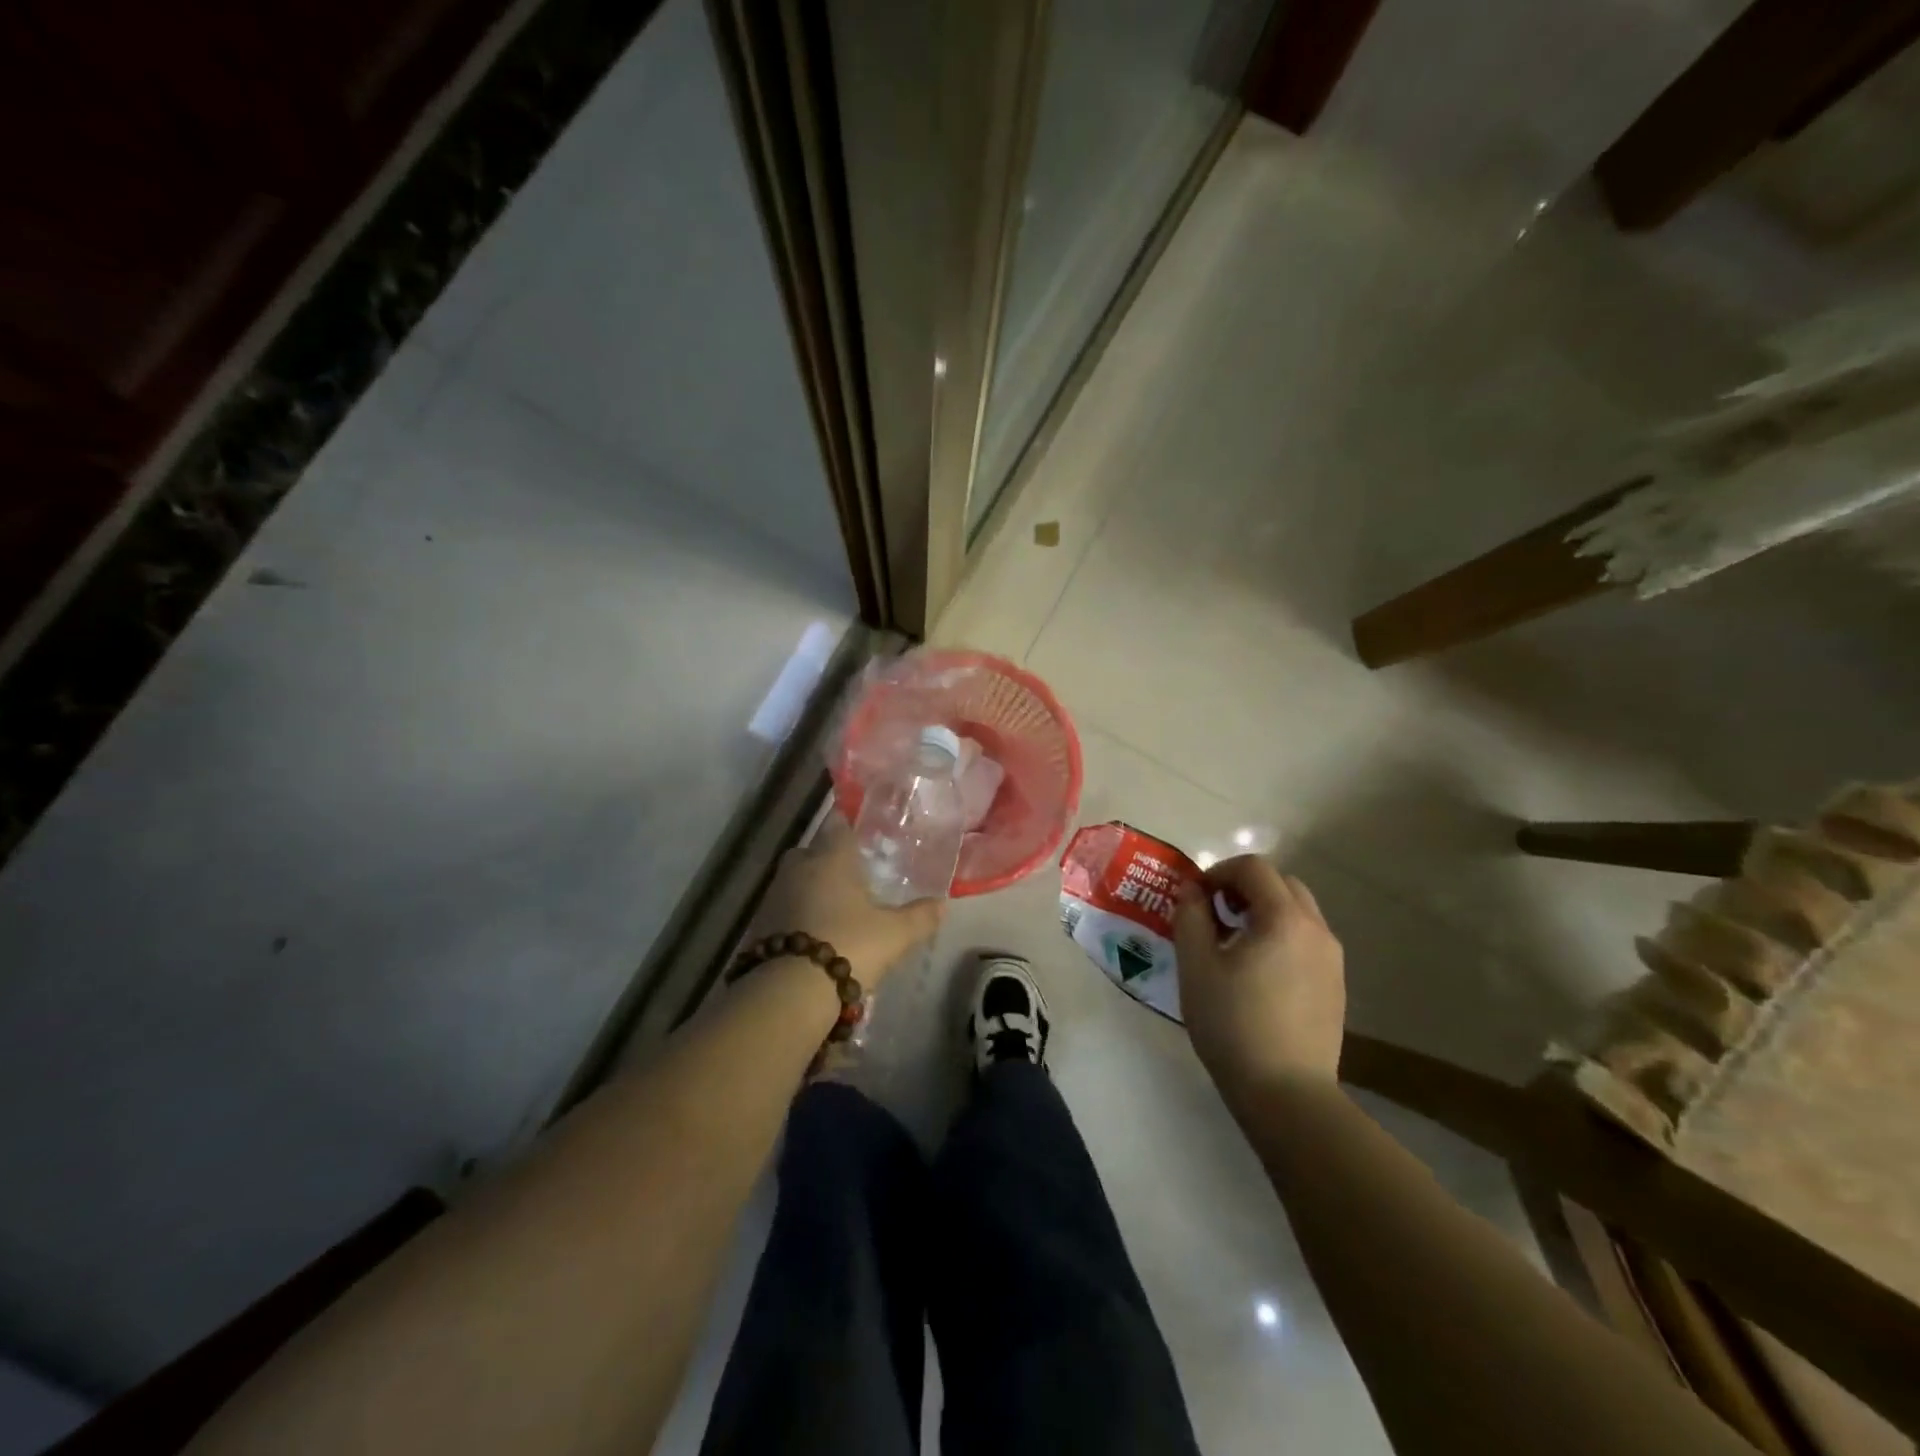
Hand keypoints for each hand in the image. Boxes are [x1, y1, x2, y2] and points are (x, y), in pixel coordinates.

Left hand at [749, 819, 943, 985]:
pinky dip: (798, 915)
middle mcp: (799, 867)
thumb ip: (920, 917)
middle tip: (851, 874)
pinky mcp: (759, 924)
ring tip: (836, 908)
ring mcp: (774, 895)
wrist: (790, 990)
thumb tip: (942, 904)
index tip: (861, 833)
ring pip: (795, 880)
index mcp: (831, 857)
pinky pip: (784, 908)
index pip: (837, 825)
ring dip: (811, 889)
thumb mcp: (895, 934)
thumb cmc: (849, 944)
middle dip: (827, 858)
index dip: (848, 825)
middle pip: (811, 851)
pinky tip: (815, 932)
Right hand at [1173, 855, 1345, 1107]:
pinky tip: (1257, 971)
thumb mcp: (1196, 965)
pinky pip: (1306, 940)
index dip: (1219, 871)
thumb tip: (1192, 889)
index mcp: (1284, 918)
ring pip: (1298, 911)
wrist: (1286, 1093)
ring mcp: (1331, 959)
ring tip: (1233, 943)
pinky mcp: (1335, 985)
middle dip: (1244, 887)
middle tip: (1214, 913)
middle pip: (1281, 883)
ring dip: (1264, 910)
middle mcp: (1316, 929)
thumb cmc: (1232, 1023)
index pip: (1253, 868)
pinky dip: (1280, 935)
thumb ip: (1191, 916)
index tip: (1196, 897)